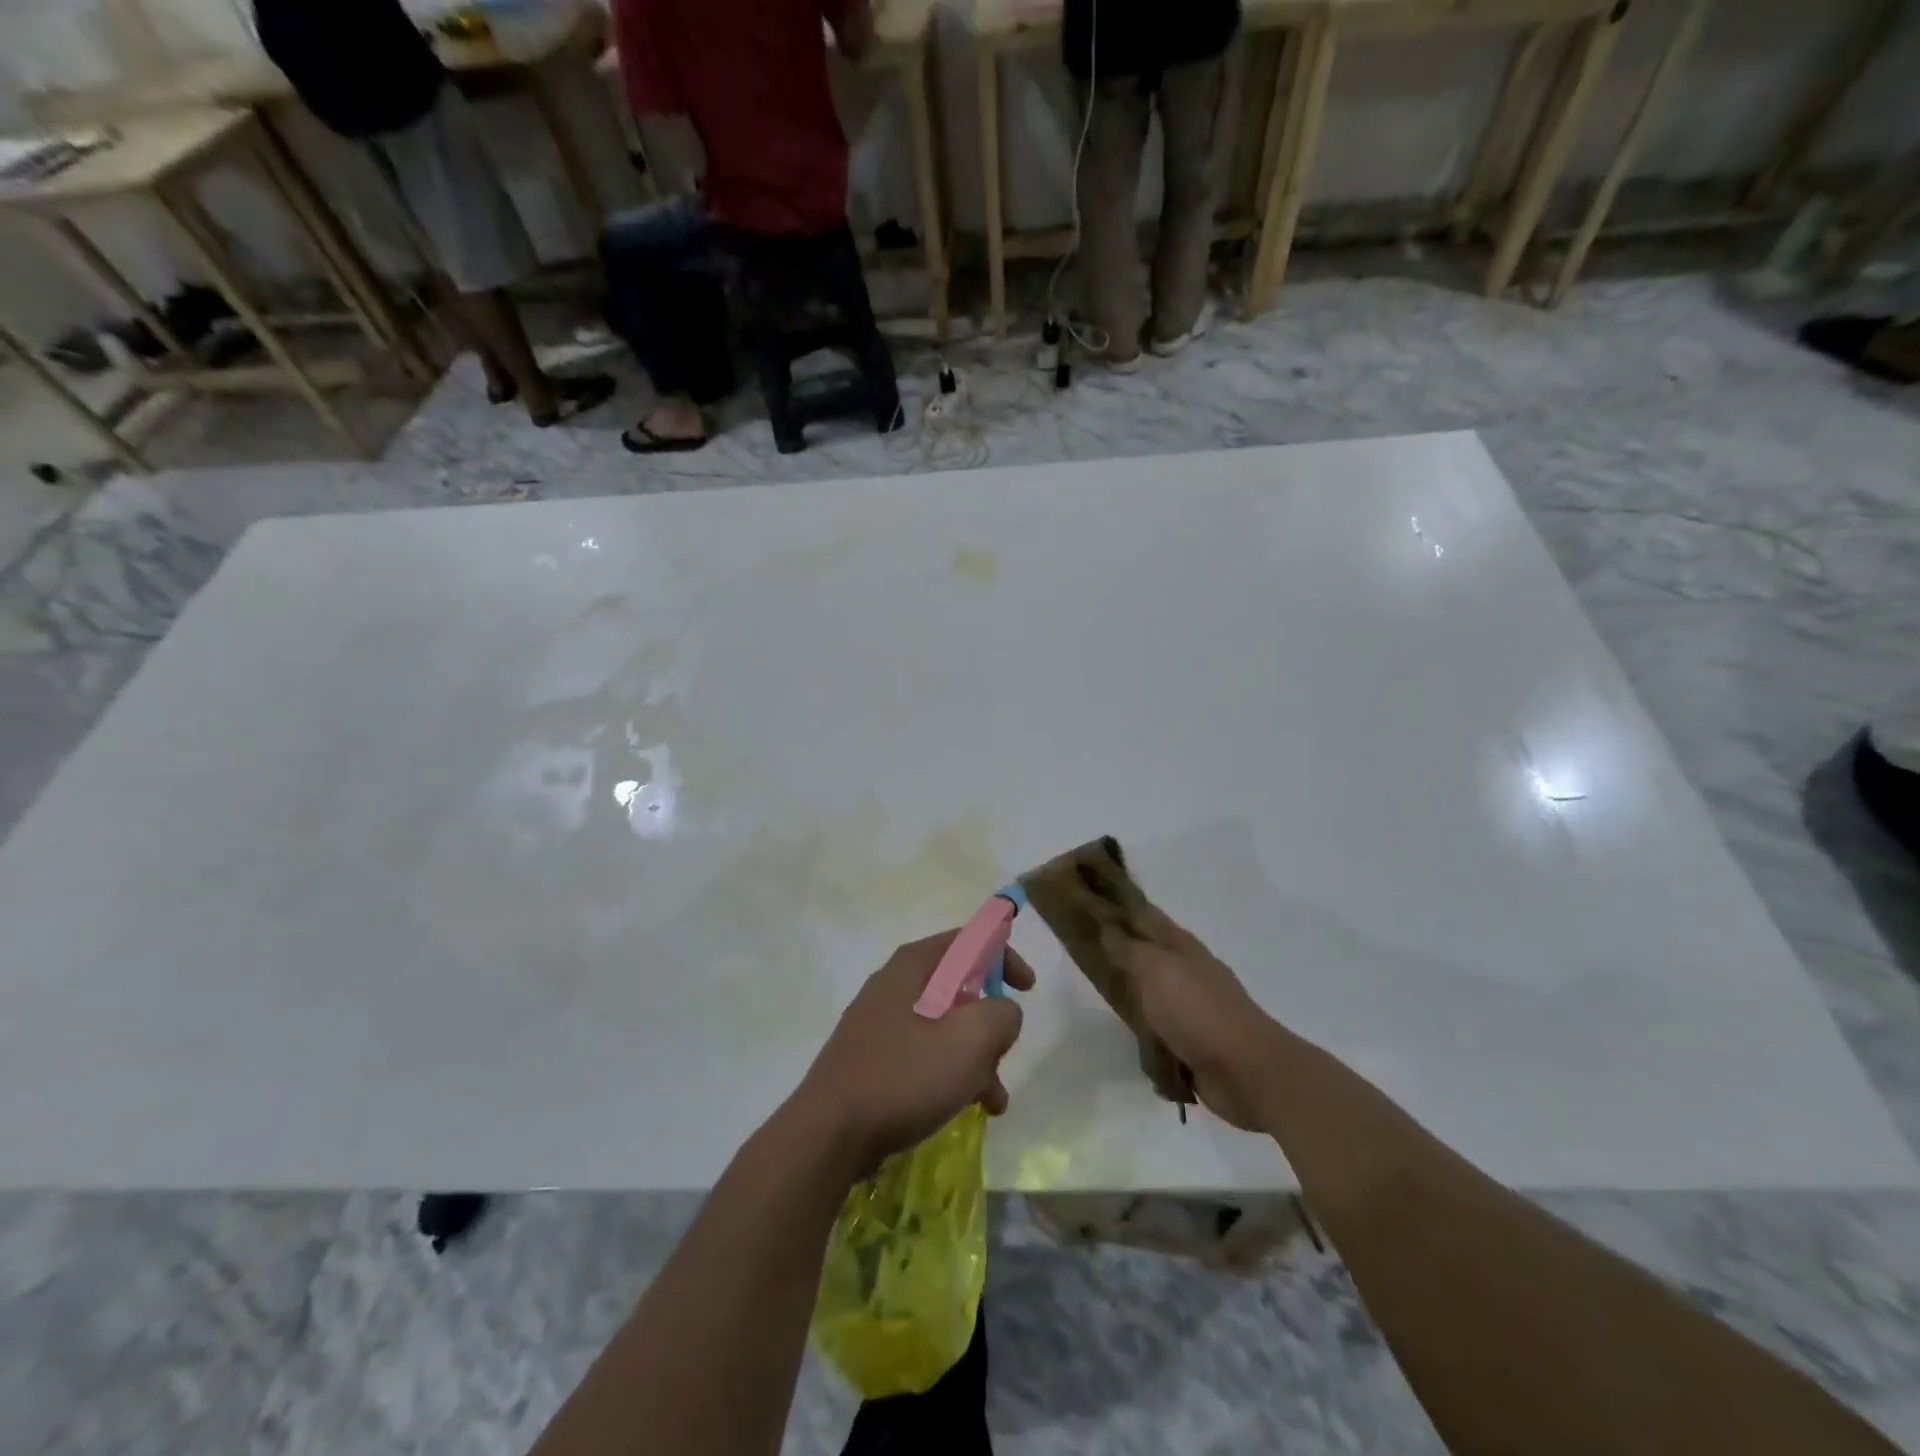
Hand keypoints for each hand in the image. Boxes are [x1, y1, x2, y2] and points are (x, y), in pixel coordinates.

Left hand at [796, 932, 1033, 1172]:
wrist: (828, 1135)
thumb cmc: (903, 1077)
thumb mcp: (969, 1040)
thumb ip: (1000, 1015)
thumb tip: (1002, 1013)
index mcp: (913, 967)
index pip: (967, 941)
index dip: (1003, 956)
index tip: (1028, 988)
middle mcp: (894, 985)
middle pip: (958, 987)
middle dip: (989, 1021)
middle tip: (1003, 1053)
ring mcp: (879, 1024)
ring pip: (944, 1027)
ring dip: (975, 1056)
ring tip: (993, 1100)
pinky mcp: (872, 1059)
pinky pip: (924, 1054)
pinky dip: (950, 1073)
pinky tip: (967, 1108)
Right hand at [1100, 908, 1283, 1131]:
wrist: (1245, 1071)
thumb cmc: (1197, 1010)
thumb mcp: (1155, 968)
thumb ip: (1128, 948)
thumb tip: (1106, 927)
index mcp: (1183, 947)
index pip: (1147, 915)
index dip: (1121, 906)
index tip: (1090, 903)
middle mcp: (1189, 972)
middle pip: (1149, 953)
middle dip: (1122, 950)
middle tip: (1084, 950)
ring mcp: (1194, 1009)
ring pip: (1153, 993)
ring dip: (1132, 994)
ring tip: (1098, 995)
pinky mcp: (1194, 1043)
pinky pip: (1160, 1031)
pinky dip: (1145, 1032)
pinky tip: (1126, 1035)